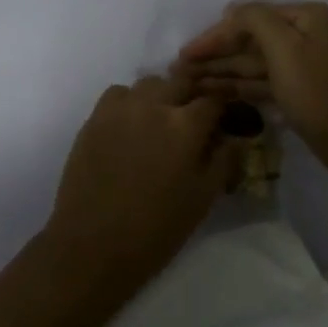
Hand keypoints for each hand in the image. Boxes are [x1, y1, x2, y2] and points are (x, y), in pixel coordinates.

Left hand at [43, 78, 231, 288]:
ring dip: (160, 97)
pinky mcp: (95, 117)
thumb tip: (235, 138)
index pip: (213, 100)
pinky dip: (129, 102)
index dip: (222, 108)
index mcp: (186, 125)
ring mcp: (122, 108)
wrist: (92, 245)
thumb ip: (223, 161)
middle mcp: (155, 105)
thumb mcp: (203, 199)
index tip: (223, 120)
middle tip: (191, 121)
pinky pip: (118, 94)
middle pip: (181, 82)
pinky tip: (130, 125)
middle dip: (191, 97)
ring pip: (150, 84)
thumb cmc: (156, 228)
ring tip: (159, 122)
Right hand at [173, 1, 327, 172]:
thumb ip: (254, 20)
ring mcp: (297, 63)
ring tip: (184, 81)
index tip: (185, 53)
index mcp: (303, 17)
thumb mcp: (285, 47)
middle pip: (247, 40)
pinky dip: (234, 85)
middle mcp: (301, 34)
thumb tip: (231, 11)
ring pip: (249, 63)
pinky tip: (207, 91)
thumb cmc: (316, 90)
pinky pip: (257, 81)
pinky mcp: (292, 89)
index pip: (248, 18)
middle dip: (213, 54)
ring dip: (218, 70)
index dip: (215, 35)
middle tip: (177, 68)